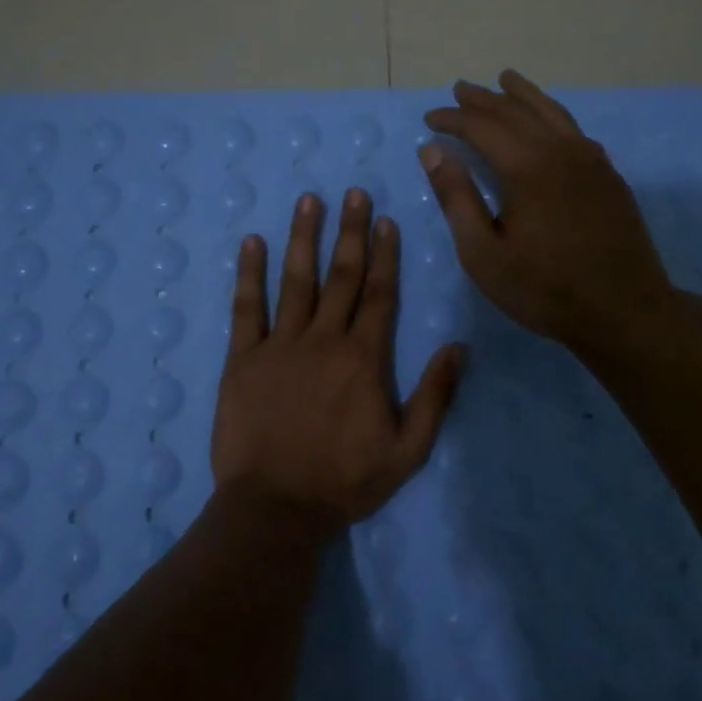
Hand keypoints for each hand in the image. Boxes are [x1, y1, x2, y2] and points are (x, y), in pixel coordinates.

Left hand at [209, 188, 463, 534]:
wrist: (275, 508)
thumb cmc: (344, 482)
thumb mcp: (408, 450)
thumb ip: (435, 396)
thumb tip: (459, 346)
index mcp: (363, 358)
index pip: (379, 294)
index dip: (384, 254)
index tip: (385, 219)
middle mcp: (323, 340)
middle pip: (340, 276)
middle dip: (350, 231)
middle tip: (354, 192)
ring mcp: (279, 345)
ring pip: (295, 280)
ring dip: (303, 237)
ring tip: (309, 200)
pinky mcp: (241, 359)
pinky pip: (246, 308)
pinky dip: (248, 273)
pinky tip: (252, 242)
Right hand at [420, 70, 676, 357]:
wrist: (625, 311)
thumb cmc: (544, 289)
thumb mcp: (484, 253)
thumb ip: (457, 198)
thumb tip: (433, 151)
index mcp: (526, 167)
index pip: (482, 127)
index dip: (453, 119)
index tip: (430, 119)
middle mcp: (560, 151)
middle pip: (516, 111)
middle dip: (483, 99)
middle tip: (460, 89)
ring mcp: (591, 160)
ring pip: (552, 112)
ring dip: (523, 95)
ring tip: (505, 80)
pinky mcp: (609, 175)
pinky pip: (574, 130)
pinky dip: (553, 116)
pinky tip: (548, 122)